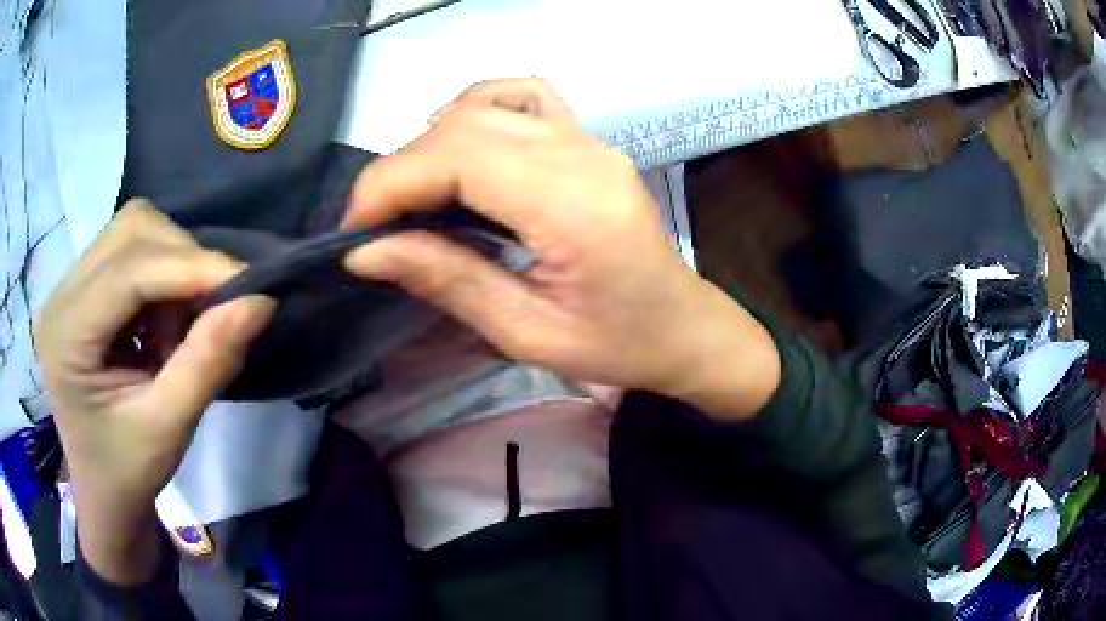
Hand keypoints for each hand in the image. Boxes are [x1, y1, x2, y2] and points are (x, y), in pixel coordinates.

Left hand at [37, 201, 273, 583]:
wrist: (103, 492)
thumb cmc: (129, 472)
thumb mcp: (170, 428)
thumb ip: (208, 362)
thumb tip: (260, 302)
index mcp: (66, 336)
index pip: (129, 270)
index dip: (192, 267)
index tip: (250, 286)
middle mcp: (60, 295)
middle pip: (131, 231)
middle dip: (183, 260)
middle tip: (211, 311)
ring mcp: (68, 286)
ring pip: (133, 232)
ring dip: (173, 266)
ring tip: (178, 326)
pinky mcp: (82, 288)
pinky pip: (130, 251)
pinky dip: (161, 277)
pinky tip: (161, 323)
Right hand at [343, 79, 779, 416]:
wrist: (683, 327)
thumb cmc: (617, 346)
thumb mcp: (526, 334)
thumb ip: (446, 280)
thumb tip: (365, 252)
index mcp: (573, 206)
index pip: (458, 158)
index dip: (389, 183)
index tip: (352, 230)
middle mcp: (582, 154)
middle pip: (464, 126)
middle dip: (400, 169)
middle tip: (375, 225)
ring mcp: (589, 139)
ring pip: (486, 106)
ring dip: (432, 143)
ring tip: (413, 197)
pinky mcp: (588, 140)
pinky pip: (523, 97)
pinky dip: (477, 112)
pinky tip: (461, 151)